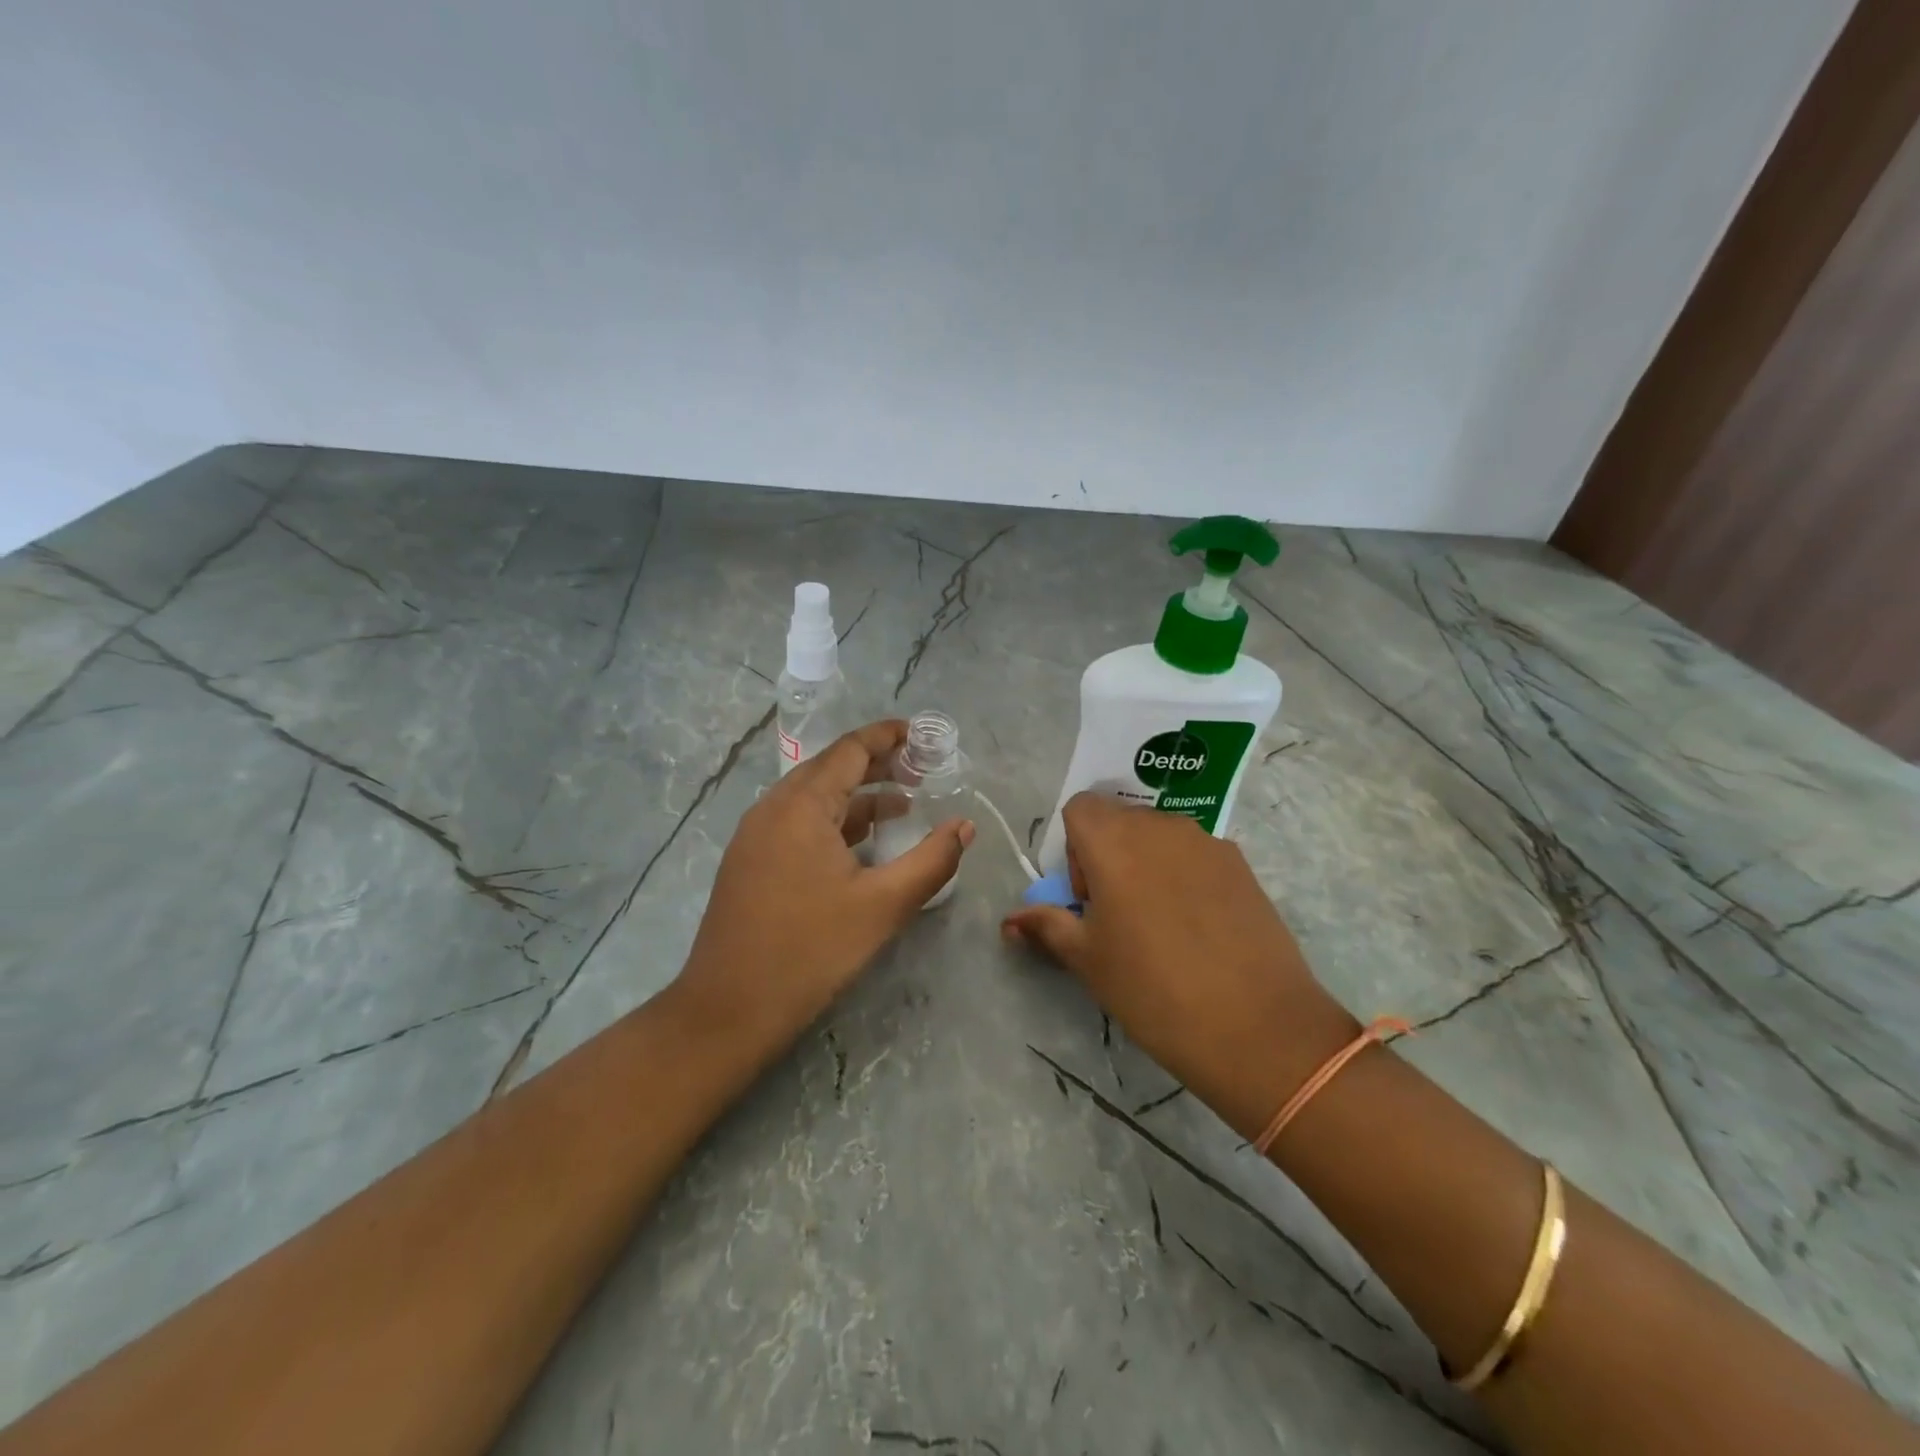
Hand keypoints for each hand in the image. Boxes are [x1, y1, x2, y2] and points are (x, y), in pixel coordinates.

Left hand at [677, 720, 974, 1050]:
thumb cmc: (810, 951)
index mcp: (801, 806)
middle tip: (921, 769)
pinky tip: (861, 844)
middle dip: (877, 764)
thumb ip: (932, 860)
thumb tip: (965, 826)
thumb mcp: (883, 906)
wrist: (728, 1010)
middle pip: (830, 768)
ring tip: (903, 805)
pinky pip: (798, 823)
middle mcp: (773, 808)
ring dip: (857, 796)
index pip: (849, 749)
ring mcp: (756, 835)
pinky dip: (834, 821)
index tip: (922, 735)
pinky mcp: (750, 862)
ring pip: (813, 798)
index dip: (887, 736)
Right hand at [1003, 793, 1357, 1137]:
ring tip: (1160, 923)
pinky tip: (1199, 928)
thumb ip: (1046, 926)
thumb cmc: (1152, 988)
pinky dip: (1184, 876)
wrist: (1255, 1025)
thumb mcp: (1087, 959)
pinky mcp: (1240, 863)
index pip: (1079, 808)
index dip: (1073, 847)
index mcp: (1113, 840)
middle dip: (1108, 855)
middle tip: (1117, 913)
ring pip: (1159, 836)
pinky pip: (1196, 854)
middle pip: (1119, 820)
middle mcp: (1159, 826)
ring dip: (1147, 863)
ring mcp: (1206, 841)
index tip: (1087, 896)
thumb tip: (1010, 922)